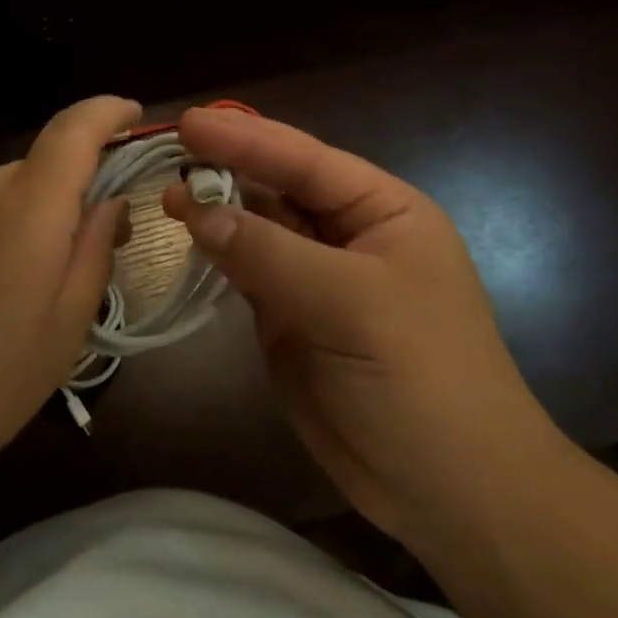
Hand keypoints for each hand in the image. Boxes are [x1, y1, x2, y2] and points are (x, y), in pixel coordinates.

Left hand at [0, 96, 137, 488]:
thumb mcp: (61, 332)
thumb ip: (93, 253)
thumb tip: (109, 204)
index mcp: (24, 205)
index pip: (74, 128)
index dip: (108, 113)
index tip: (133, 115)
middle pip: (44, 169)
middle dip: (74, 201)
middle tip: (88, 264)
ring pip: (11, 196)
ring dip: (34, 226)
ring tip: (29, 301)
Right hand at [163, 107, 565, 552]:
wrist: (450, 495)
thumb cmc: (421, 380)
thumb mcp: (351, 305)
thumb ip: (269, 252)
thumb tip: (196, 209)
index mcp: (381, 211)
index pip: (304, 160)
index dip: (246, 137)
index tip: (189, 122)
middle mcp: (346, 233)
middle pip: (277, 186)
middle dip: (226, 166)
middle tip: (169, 148)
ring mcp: (315, 275)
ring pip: (256, 226)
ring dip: (215, 208)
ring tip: (166, 191)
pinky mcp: (289, 316)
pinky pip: (246, 268)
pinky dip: (216, 250)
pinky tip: (187, 233)